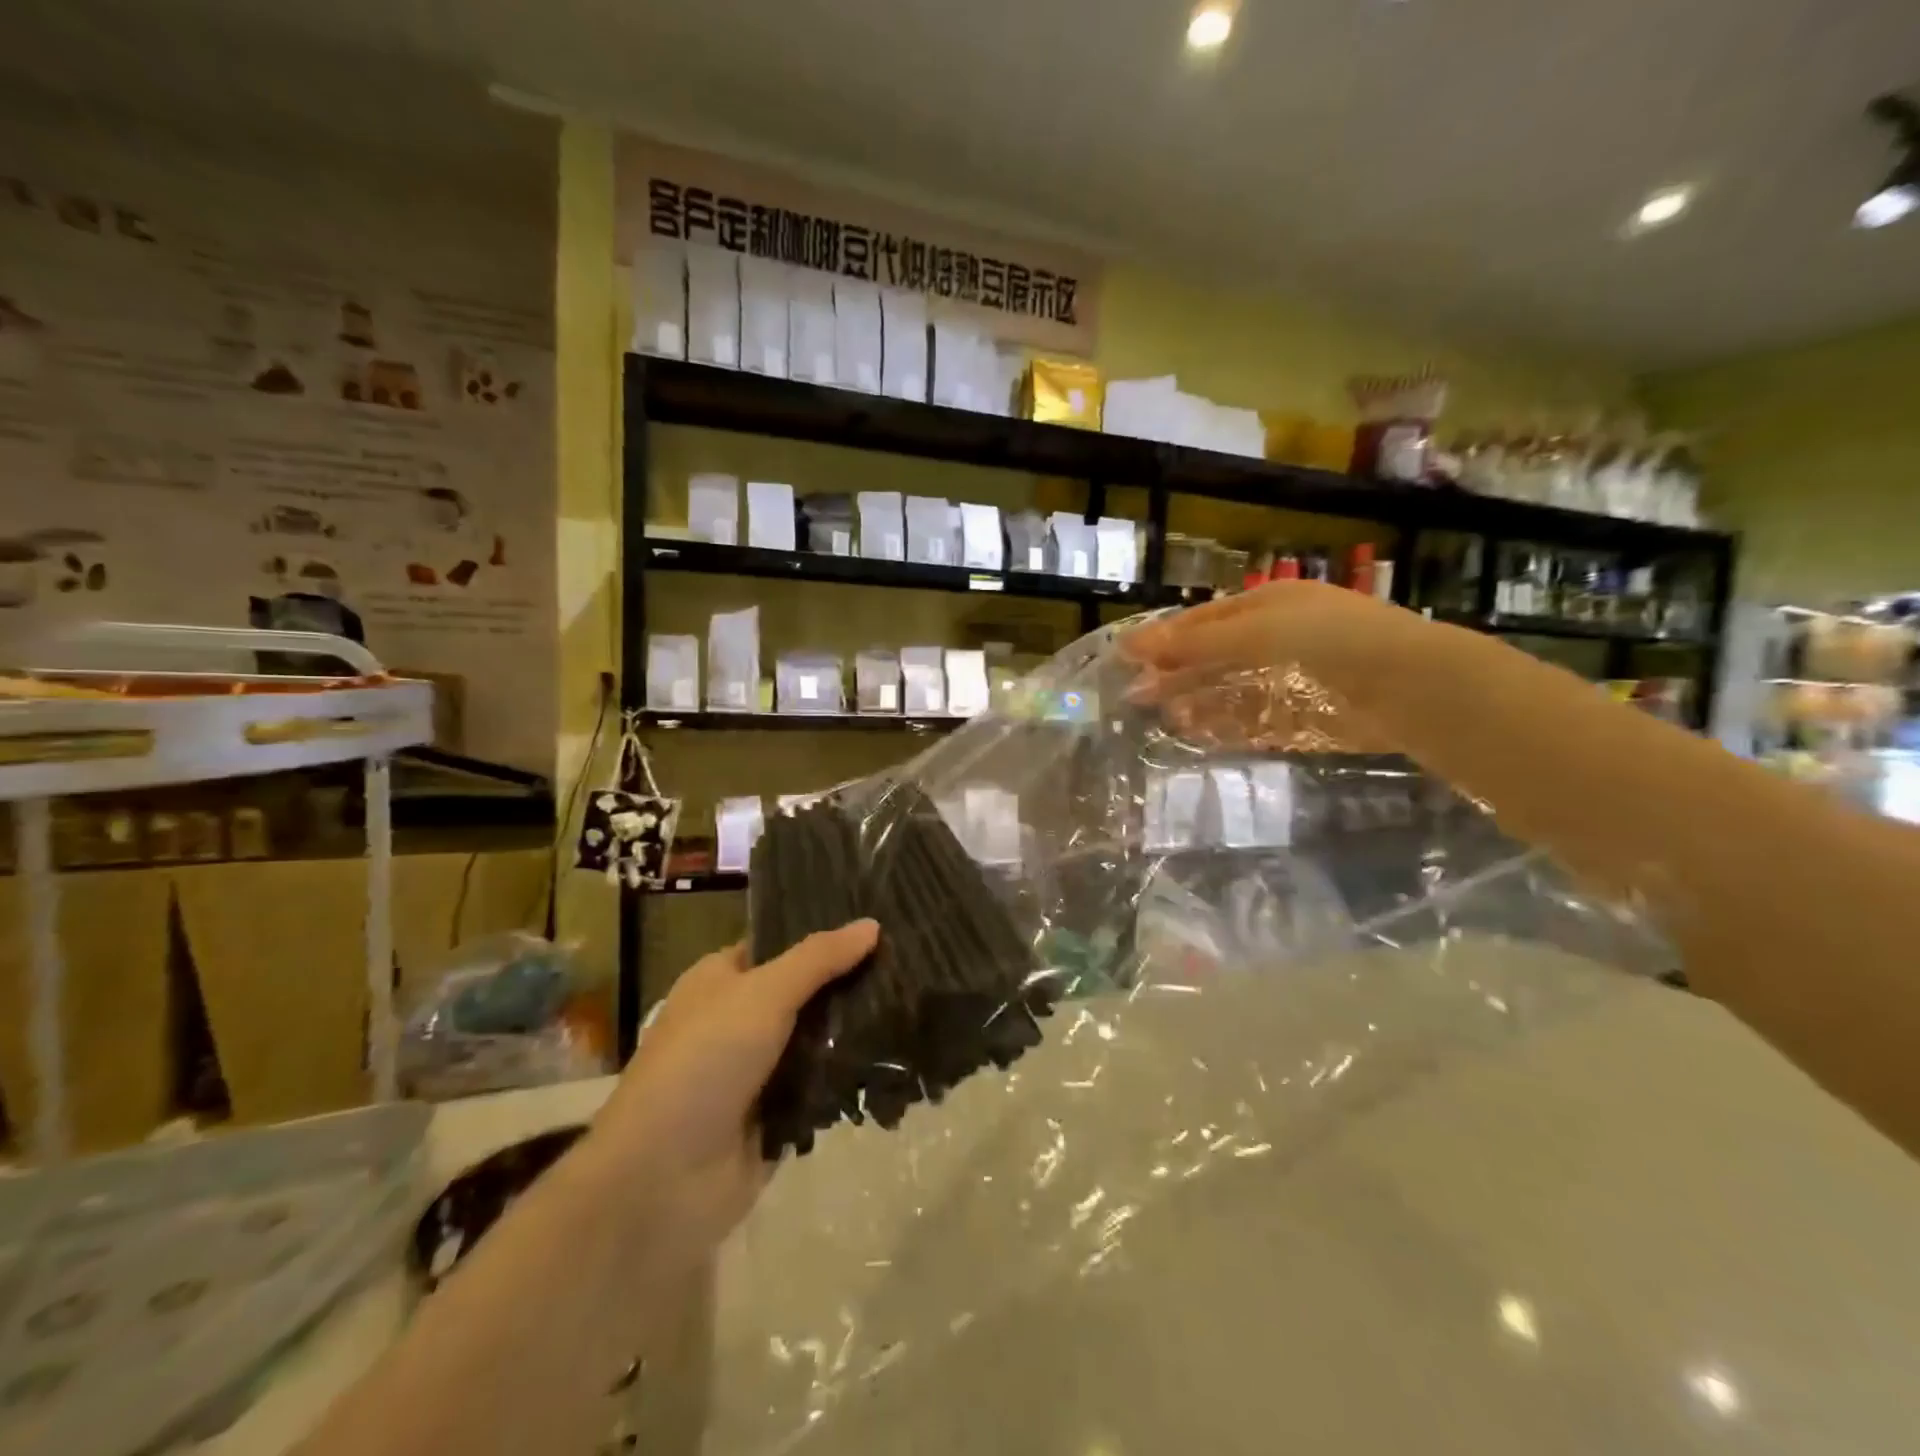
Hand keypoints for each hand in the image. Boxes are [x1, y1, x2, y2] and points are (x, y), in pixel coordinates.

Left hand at [589, 921, 879, 1253]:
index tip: (879, 922)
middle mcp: (740, 1020)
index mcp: (722, 980)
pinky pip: (823, 1085)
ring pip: (819, 1038)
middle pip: (806, 991)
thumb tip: (871, 924)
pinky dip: (850, 1076)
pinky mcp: (778, 1115)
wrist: (662, 1180)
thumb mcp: (762, 994)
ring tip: (915, 1005)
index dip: (824, 934)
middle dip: (850, 982)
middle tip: (909, 964)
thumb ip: (818, 959)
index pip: (781, 944)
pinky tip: (899, 1055)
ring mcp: (759, 1070)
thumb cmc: (703, 1064)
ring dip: (856, 1030)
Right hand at [1123, 581, 1428, 752]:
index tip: (1126, 659)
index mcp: (1270, 605)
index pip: (1204, 620)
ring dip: (1198, 703)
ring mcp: (1295, 678)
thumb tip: (1130, 646)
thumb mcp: (1259, 631)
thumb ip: (1195, 642)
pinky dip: (1227, 728)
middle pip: (1215, 657)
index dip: (1165, 638)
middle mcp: (1281, 637)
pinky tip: (1202, 736)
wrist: (1414, 688)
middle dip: (1178, 675)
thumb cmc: (1332, 641)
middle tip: (1138, 696)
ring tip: (1166, 719)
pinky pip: (1256, 721)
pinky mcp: (1307, 717)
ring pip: (1233, 691)